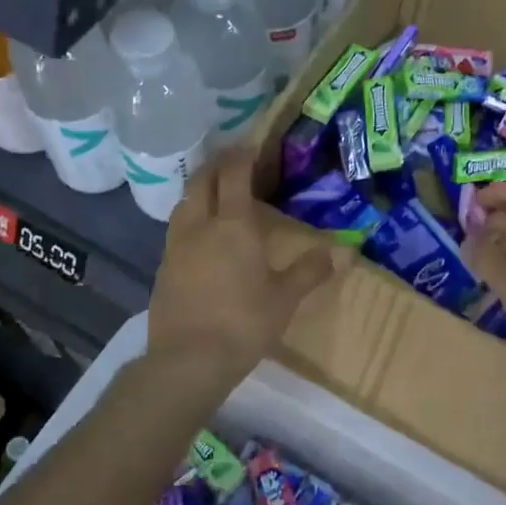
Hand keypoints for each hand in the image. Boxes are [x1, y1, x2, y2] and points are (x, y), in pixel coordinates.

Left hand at [148, 148, 344, 378]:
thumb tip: (343, 252)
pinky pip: (176, 228)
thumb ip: (311, 270)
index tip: (251, 144)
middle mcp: (200, 225)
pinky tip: (200, 234)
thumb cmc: (243, 323)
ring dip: (199, 189)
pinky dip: (189, 217)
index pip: (234, 175)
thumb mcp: (285, 298)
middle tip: (232, 161)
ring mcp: (176, 245)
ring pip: (184, 202)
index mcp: (233, 225)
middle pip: (202, 180)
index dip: (242, 155)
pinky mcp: (162, 267)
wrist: (187, 360)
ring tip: (215, 192)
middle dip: (217, 164)